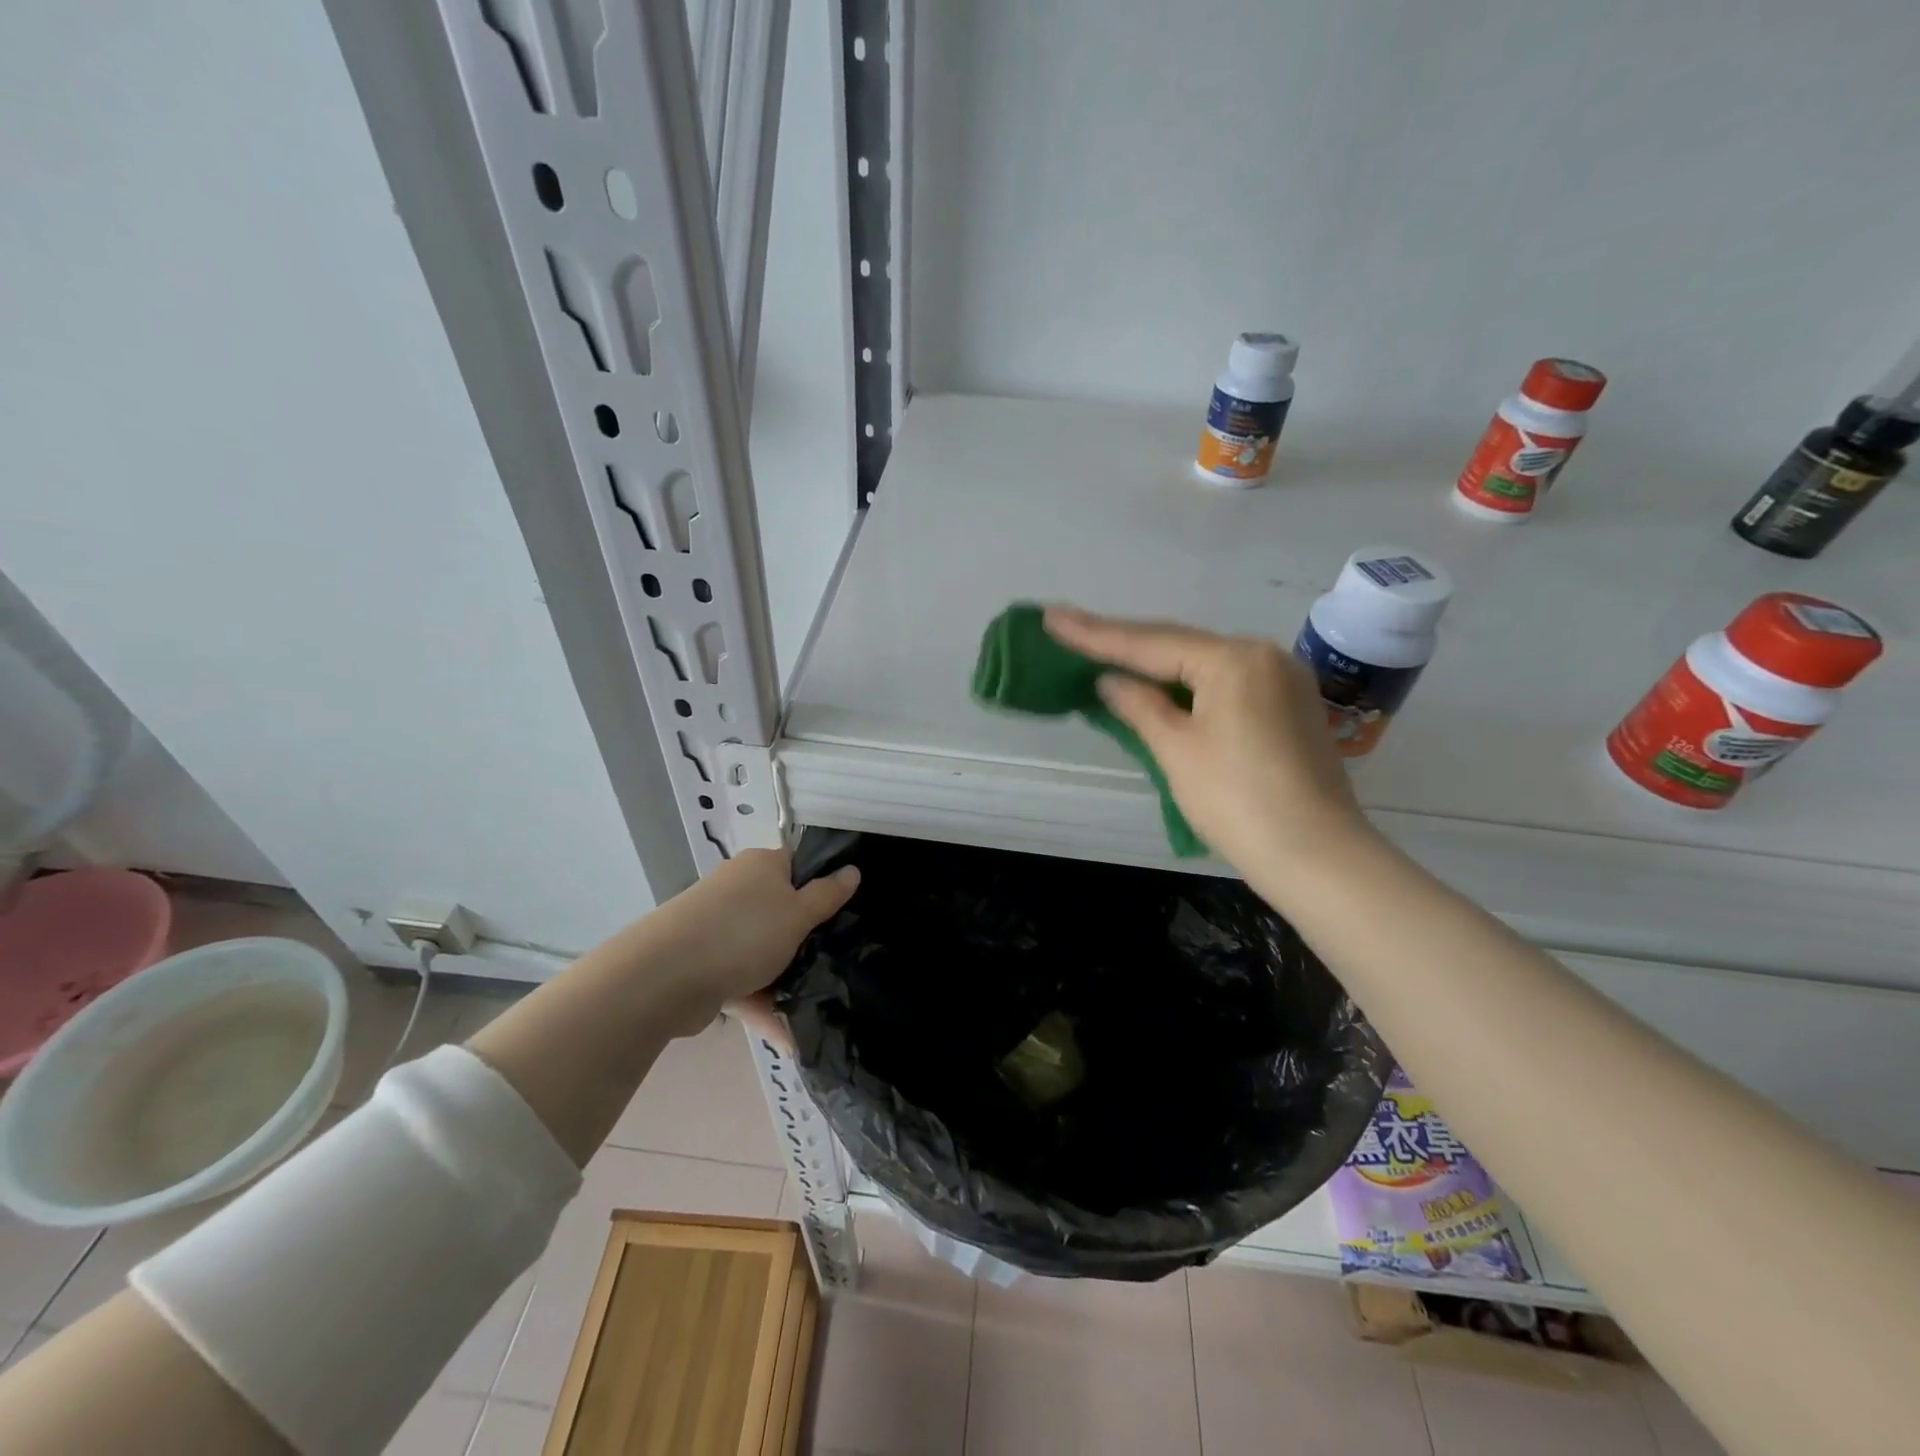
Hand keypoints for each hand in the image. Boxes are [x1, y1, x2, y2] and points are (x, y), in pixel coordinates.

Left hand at [641, 848, 859, 1026]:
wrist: (664, 977)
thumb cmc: (744, 932)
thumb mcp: (798, 913)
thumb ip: (828, 894)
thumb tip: (852, 870)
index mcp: (762, 866)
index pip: (800, 865)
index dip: (825, 885)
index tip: (847, 913)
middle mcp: (739, 890)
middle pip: (783, 910)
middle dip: (807, 939)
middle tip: (837, 960)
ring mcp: (719, 928)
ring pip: (763, 950)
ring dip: (785, 978)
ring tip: (818, 1007)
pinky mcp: (705, 963)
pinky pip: (743, 981)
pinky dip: (763, 1004)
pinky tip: (789, 1037)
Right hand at [1045, 606, 1371, 880]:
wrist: (1317, 856)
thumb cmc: (1237, 801)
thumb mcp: (1177, 750)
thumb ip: (1140, 706)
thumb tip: (1109, 680)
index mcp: (1235, 660)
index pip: (1151, 643)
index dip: (1095, 634)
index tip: (1052, 617)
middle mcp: (1265, 656)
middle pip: (1180, 646)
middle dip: (1125, 644)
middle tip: (1072, 630)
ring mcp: (1284, 680)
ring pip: (1204, 664)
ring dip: (1156, 664)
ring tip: (1106, 654)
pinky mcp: (1291, 707)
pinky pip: (1227, 683)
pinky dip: (1188, 684)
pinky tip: (1161, 685)